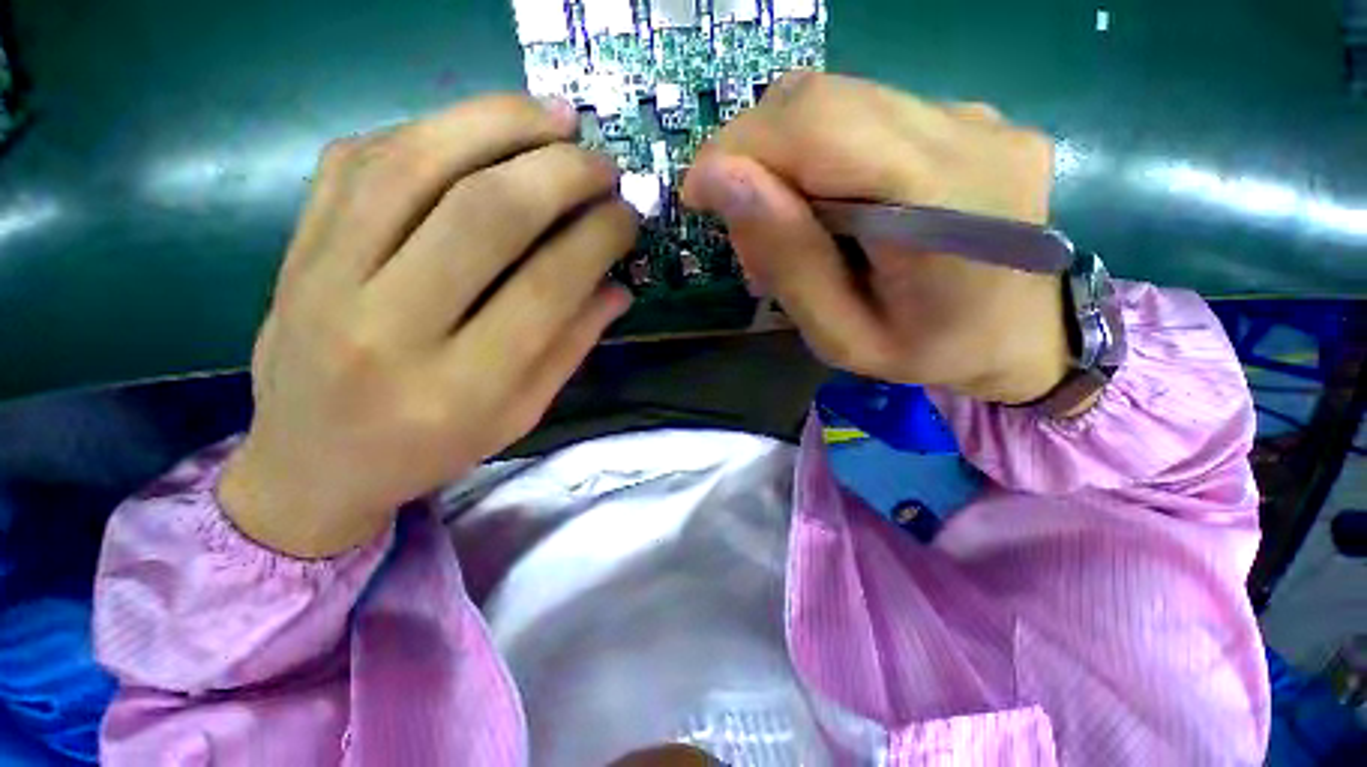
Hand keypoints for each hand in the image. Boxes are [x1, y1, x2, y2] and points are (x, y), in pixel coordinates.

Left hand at [220, 95, 636, 557]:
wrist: (310, 466)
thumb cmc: (429, 449)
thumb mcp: (520, 414)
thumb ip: (571, 346)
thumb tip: (618, 285)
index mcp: (460, 386)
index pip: (547, 287)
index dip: (598, 237)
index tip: (627, 214)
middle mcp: (389, 326)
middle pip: (484, 213)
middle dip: (558, 171)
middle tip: (601, 160)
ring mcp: (325, 277)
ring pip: (415, 164)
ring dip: (495, 123)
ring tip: (552, 115)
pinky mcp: (295, 247)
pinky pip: (359, 160)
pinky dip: (429, 130)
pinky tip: (475, 129)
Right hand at [682, 73, 1070, 405]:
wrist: (1026, 336)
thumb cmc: (931, 353)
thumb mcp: (843, 337)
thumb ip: (789, 262)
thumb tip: (722, 181)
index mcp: (943, 204)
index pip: (815, 126)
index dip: (737, 148)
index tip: (698, 196)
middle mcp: (966, 133)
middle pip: (819, 99)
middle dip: (752, 153)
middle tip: (744, 222)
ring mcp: (974, 115)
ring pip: (836, 100)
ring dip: (783, 156)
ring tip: (787, 225)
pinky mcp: (967, 115)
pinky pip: (864, 113)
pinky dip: (819, 153)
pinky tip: (829, 206)